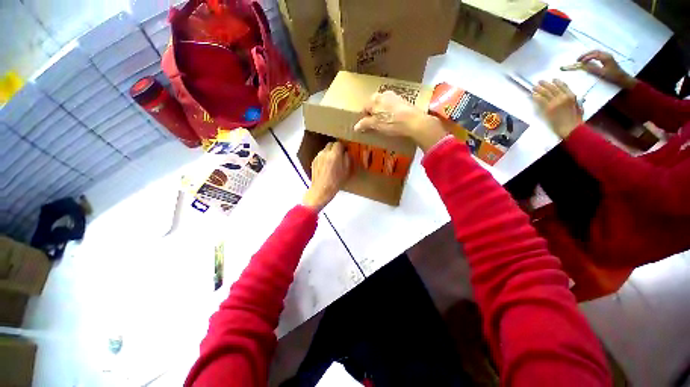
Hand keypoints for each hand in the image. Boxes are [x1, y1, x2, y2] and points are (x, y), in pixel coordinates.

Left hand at [302, 142, 350, 210]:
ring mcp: (318, 156)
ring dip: (329, 153)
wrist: (322, 189)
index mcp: (334, 154)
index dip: (343, 147)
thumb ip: (347, 158)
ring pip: (325, 150)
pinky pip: (321, 156)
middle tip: (339, 155)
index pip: (339, 143)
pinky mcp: (314, 161)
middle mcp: (325, 153)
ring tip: (332, 162)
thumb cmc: (336, 181)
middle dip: (335, 148)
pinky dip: (324, 158)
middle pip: (331, 144)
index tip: (345, 151)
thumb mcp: (347, 170)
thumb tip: (346, 152)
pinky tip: (326, 167)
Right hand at [353, 91, 446, 151]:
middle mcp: (383, 94)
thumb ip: (364, 124)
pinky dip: (391, 112)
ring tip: (385, 123)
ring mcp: (395, 96)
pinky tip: (395, 120)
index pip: (364, 108)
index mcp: (374, 99)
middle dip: (373, 114)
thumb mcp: (375, 125)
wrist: (413, 121)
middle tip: (375, 125)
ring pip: (384, 105)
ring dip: (382, 113)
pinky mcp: (404, 100)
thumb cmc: (391, 122)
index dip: (364, 118)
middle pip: (374, 105)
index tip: (366, 126)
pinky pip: (393, 106)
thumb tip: (355, 127)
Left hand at [533, 80, 583, 138]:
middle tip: (539, 81)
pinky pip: (541, 100)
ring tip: (534, 86)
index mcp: (572, 96)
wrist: (570, 128)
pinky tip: (533, 95)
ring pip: (545, 92)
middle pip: (552, 87)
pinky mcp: (548, 108)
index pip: (563, 85)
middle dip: (545, 83)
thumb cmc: (575, 120)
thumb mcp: (578, 107)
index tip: (552, 79)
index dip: (557, 82)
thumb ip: (574, 101)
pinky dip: (536, 97)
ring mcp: (555, 102)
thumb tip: (570, 97)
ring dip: (539, 89)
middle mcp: (563, 97)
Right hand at [578, 50, 636, 89]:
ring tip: (582, 59)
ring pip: (596, 52)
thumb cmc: (612, 76)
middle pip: (594, 52)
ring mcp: (607, 56)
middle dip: (585, 55)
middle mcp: (606, 55)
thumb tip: (583, 66)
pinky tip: (589, 59)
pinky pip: (598, 54)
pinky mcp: (608, 58)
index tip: (579, 62)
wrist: (622, 78)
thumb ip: (593, 69)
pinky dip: (592, 56)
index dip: (585, 58)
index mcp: (605, 57)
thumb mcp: (602, 73)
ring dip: (588, 55)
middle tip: (578, 59)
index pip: (593, 55)